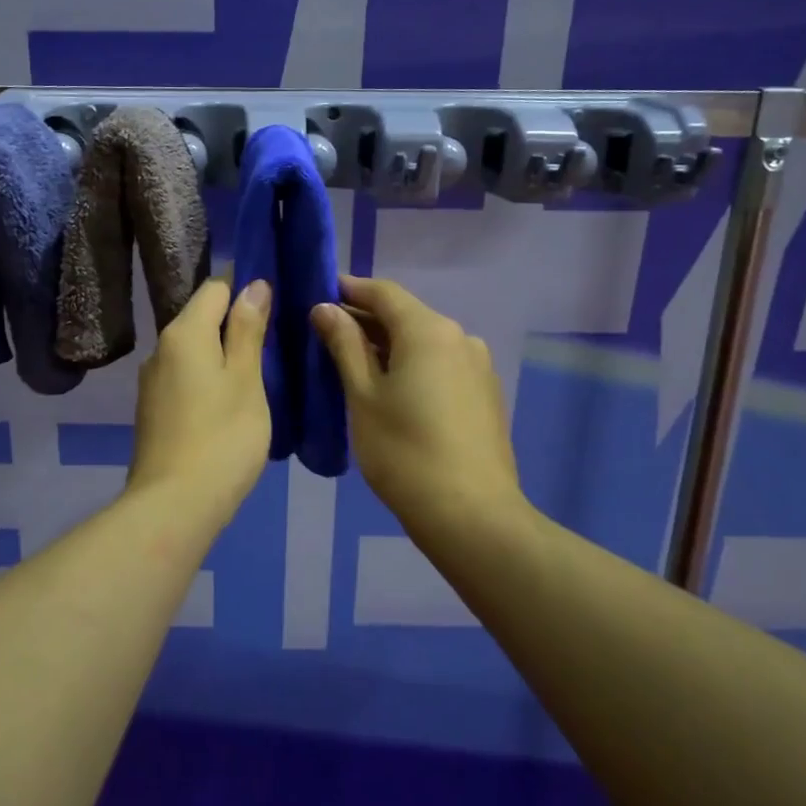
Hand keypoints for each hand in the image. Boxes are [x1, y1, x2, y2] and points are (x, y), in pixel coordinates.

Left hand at [128, 277, 272, 521]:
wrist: (174, 505)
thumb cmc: (223, 437)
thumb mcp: (247, 380)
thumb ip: (248, 330)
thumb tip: (254, 285)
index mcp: (184, 333)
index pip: (215, 288)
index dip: (245, 288)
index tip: (276, 303)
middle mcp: (161, 349)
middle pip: (201, 318)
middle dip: (235, 322)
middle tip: (275, 341)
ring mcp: (153, 382)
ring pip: (193, 351)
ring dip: (222, 353)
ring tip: (258, 372)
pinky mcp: (153, 410)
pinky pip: (185, 377)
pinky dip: (208, 378)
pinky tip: (229, 402)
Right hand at [311, 275, 520, 533]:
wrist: (472, 515)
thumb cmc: (404, 452)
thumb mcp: (363, 396)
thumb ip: (344, 345)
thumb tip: (325, 308)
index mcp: (429, 330)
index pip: (384, 292)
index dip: (349, 290)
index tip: (319, 294)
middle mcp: (460, 337)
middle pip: (406, 316)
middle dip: (366, 320)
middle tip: (327, 334)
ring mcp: (478, 366)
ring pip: (425, 342)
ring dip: (389, 345)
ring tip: (355, 365)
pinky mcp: (486, 394)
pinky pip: (441, 365)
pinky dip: (413, 366)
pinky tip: (393, 389)